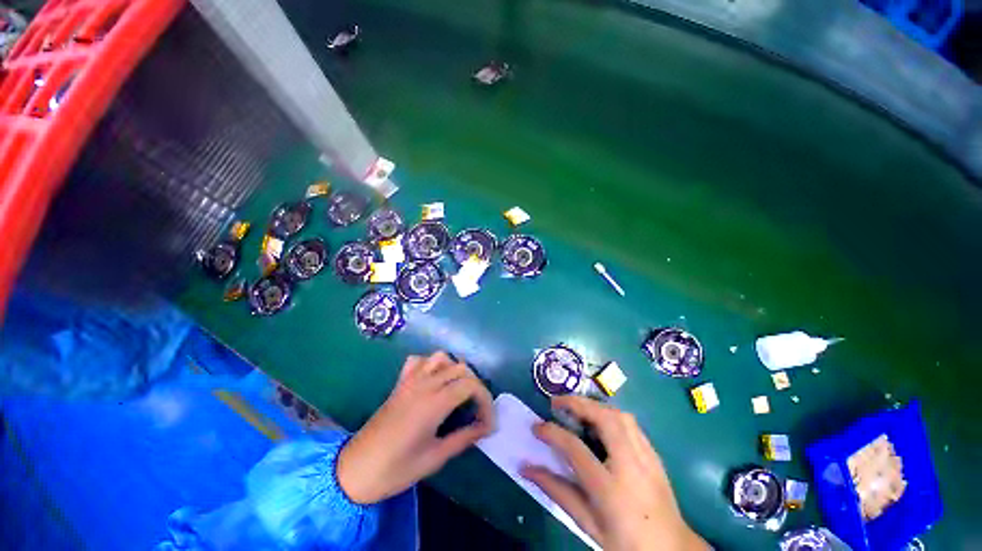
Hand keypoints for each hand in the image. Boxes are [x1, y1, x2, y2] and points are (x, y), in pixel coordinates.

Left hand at [337, 352, 494, 503]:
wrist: (354, 470)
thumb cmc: (395, 470)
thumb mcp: (434, 458)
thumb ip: (464, 438)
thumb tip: (486, 428)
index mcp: (433, 403)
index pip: (471, 386)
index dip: (486, 401)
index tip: (488, 423)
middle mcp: (424, 384)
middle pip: (461, 368)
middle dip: (476, 386)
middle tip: (477, 409)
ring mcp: (410, 380)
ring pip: (442, 358)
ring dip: (456, 370)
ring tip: (459, 391)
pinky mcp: (400, 383)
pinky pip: (419, 361)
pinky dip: (431, 365)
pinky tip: (433, 380)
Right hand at [521, 396, 707, 550]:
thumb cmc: (625, 542)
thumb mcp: (588, 524)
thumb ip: (557, 491)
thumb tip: (527, 468)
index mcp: (609, 488)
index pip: (574, 448)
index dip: (551, 432)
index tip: (536, 427)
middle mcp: (630, 465)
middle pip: (603, 418)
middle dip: (577, 403)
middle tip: (557, 403)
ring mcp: (646, 457)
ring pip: (619, 415)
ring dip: (594, 405)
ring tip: (577, 409)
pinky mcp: (655, 454)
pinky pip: (630, 423)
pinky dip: (611, 414)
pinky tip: (601, 421)